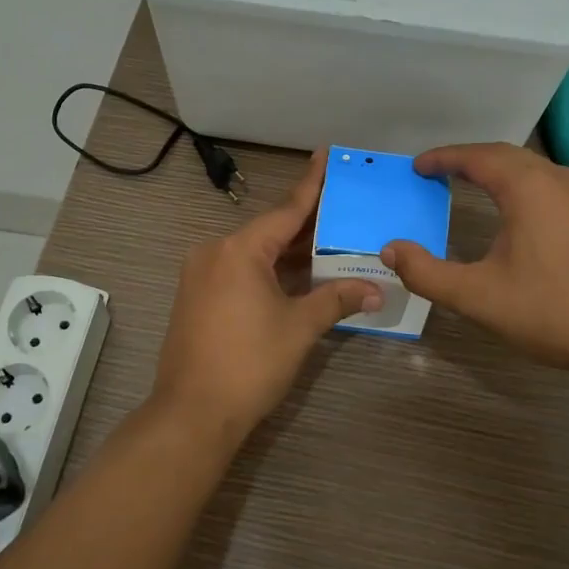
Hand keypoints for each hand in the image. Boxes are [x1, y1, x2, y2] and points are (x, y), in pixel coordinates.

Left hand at [152, 153, 382, 442]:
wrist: (192, 413)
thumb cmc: (249, 363)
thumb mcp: (299, 327)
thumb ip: (337, 299)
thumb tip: (376, 290)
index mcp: (239, 250)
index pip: (286, 210)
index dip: (311, 184)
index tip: (325, 154)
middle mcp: (215, 252)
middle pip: (269, 231)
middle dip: (306, 225)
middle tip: (342, 208)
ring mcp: (200, 275)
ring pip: (254, 254)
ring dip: (288, 253)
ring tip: (328, 243)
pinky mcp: (195, 298)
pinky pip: (239, 272)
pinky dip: (268, 271)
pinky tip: (296, 276)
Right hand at [381, 143, 568, 380]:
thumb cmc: (553, 312)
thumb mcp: (478, 297)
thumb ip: (427, 273)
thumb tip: (391, 250)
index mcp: (529, 188)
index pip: (477, 157)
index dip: (444, 158)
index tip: (418, 166)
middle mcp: (559, 180)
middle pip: (506, 156)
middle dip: (469, 159)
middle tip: (439, 171)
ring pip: (533, 168)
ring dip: (499, 170)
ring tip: (472, 183)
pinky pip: (552, 185)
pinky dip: (523, 185)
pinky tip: (518, 211)